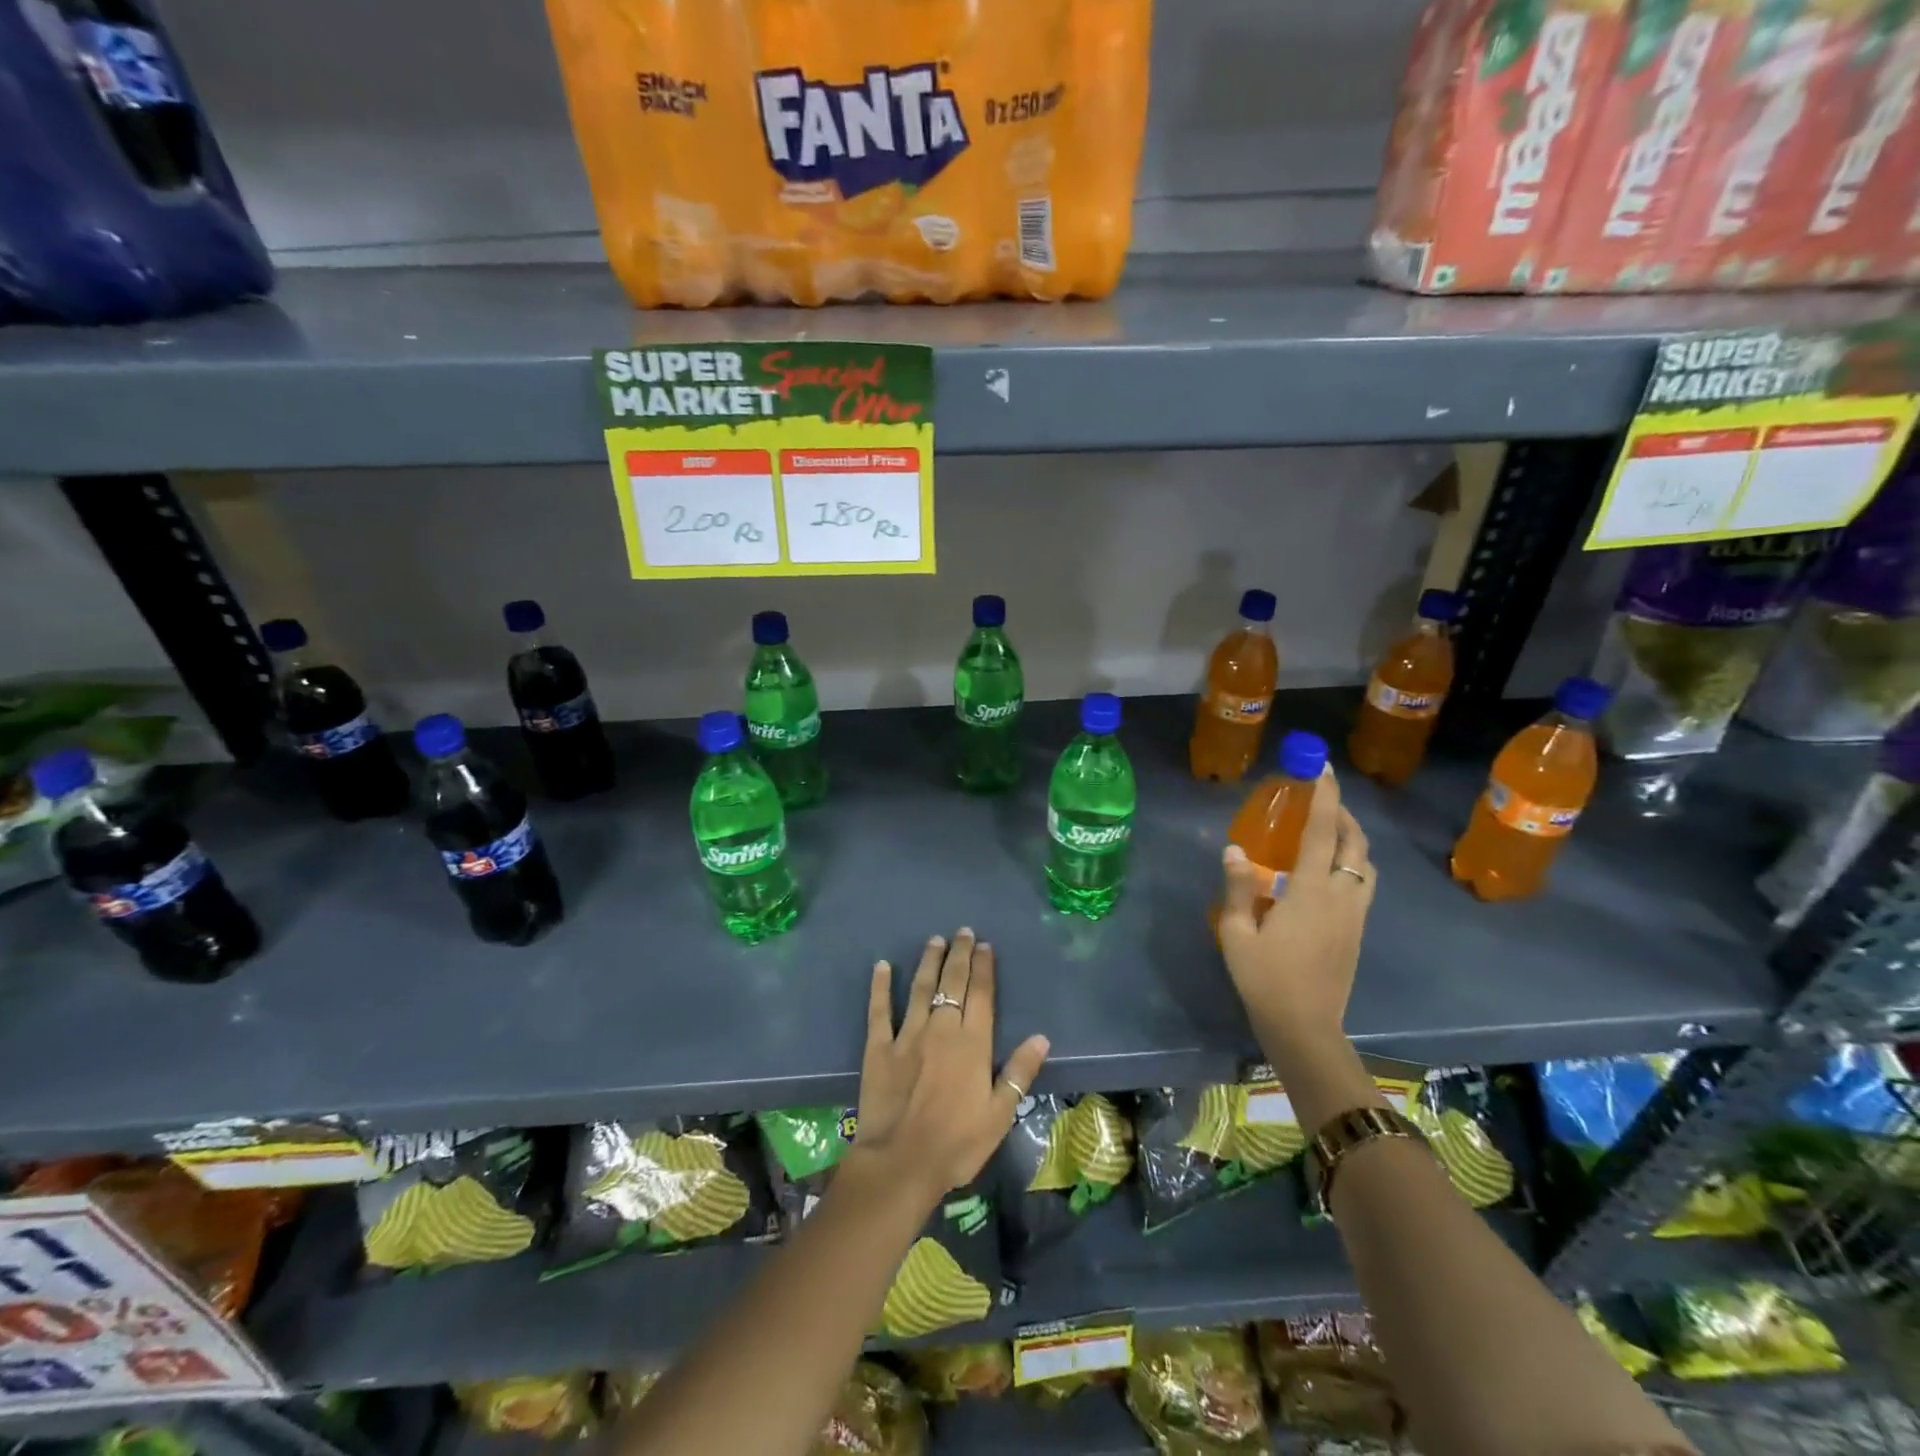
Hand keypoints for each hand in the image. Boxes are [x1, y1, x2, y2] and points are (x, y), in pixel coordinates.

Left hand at [853, 929, 1050, 1204]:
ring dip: (928, 962)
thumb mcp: (1000, 1114)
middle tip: (962, 932)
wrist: (902, 1163)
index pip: (981, 995)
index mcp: (973, 1043)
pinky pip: (879, 1010)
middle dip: (959, 955)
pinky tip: (882, 966)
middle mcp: (942, 1029)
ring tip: (934, 940)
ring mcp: (908, 1035)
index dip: (984, 967)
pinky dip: (881, 986)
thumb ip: (1020, 1072)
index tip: (984, 946)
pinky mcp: (879, 1047)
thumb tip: (1041, 1037)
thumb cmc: (957, 1143)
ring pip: (921, 988)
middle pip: (953, 982)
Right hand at [1218, 766, 1375, 1055]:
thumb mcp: (1236, 934)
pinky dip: (1352, 863)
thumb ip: (1238, 888)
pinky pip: (1363, 884)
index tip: (1322, 767)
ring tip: (1327, 831)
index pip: (1322, 832)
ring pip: (1365, 864)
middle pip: (1354, 843)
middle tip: (1321, 799)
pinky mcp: (1358, 931)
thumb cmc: (1265, 979)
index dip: (1325, 796)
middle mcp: (1341, 896)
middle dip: (1343, 813)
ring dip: (1352, 839)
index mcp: (1310, 892)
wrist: (1305, 1027)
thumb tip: (1234, 849)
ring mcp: (1355, 915)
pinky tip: (1328, 872)